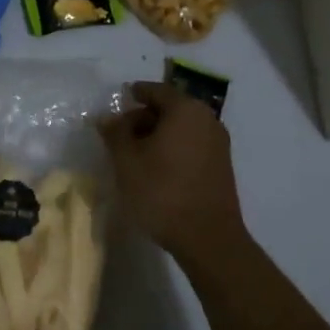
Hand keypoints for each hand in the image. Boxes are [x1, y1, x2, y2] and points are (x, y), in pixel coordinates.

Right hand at [98, 82, 246, 266]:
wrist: (208, 239)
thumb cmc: (163, 192)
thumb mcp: (127, 161)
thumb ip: (115, 133)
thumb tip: (107, 117)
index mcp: (185, 109)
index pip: (156, 90)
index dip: (135, 93)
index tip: (120, 99)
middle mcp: (206, 119)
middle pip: (170, 108)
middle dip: (145, 117)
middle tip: (122, 133)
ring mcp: (218, 143)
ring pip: (182, 128)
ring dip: (159, 135)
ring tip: (136, 154)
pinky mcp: (222, 166)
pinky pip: (192, 145)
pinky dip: (174, 148)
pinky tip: (157, 169)